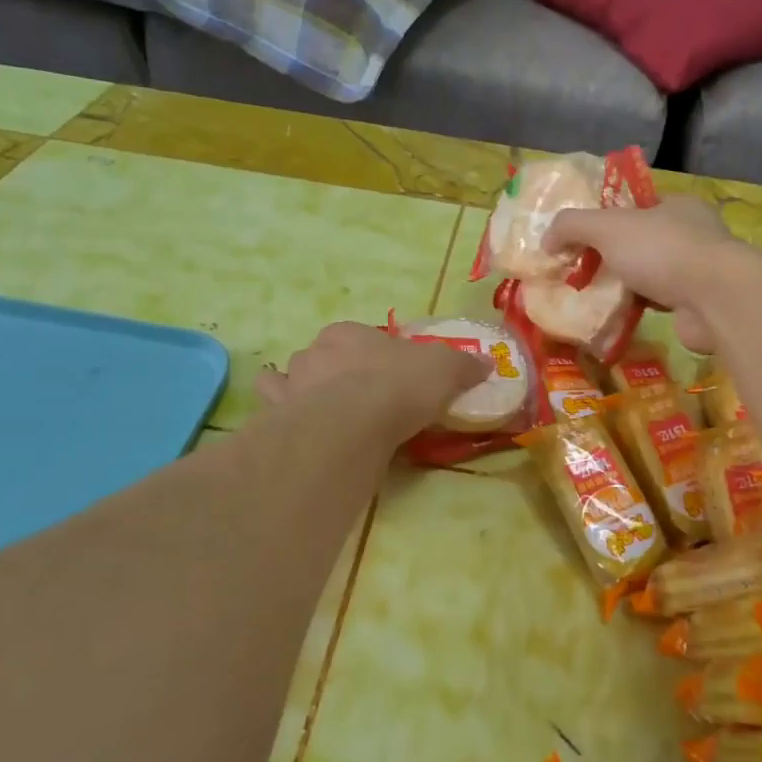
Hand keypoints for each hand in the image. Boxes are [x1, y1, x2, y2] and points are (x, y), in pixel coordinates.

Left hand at [256, 322, 488, 437]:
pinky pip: (274, 409)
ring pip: (291, 380)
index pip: (359, 338)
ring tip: (321, 413)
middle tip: (357, 398)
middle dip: (334, 372)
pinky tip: (295, 428)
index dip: (373, 356)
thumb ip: (463, 366)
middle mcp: (314, 351)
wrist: (353, 421)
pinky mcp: (277, 415)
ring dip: (302, 391)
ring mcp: (292, 383)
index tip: (387, 376)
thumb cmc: (399, 385)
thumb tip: (487, 363)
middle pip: (323, 357)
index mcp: (350, 334)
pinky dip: (281, 415)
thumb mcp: (444, 371)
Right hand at [544, 195, 741, 352]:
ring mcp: (698, 271)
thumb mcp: (608, 227)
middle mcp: (692, 234)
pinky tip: (614, 317)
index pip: (636, 207)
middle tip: (579, 272)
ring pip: (649, 275)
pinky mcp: (698, 304)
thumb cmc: (662, 251)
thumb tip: (546, 240)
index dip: (605, 220)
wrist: (715, 300)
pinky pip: (658, 303)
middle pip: (640, 242)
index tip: (579, 239)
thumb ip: (572, 226)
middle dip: (610, 257)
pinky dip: (637, 309)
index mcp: (677, 206)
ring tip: (591, 298)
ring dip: (623, 286)